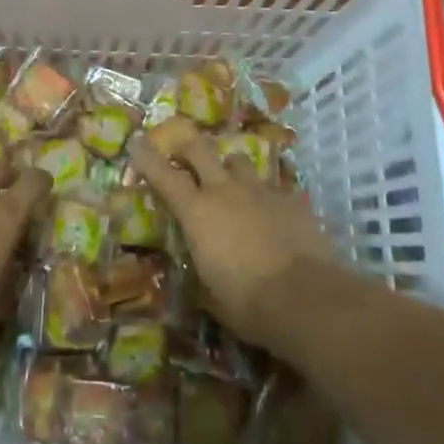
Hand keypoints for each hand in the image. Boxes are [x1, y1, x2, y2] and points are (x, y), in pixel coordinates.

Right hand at [129, 132, 340, 344]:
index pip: (164, 175)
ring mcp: (261, 190)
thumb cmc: (248, 303)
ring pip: (238, 161)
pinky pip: (273, 187)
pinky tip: (272, 213)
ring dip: (230, 168)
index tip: (136, 140)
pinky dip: (266, 196)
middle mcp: (225, 191)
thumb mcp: (211, 293)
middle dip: (188, 145)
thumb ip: (202, 270)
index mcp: (197, 213)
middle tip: (182, 151)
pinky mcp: (292, 199)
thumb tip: (201, 271)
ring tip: (232, 183)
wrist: (307, 298)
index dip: (147, 156)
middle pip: (200, 149)